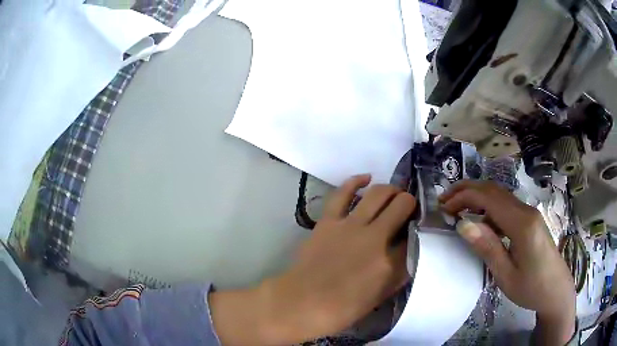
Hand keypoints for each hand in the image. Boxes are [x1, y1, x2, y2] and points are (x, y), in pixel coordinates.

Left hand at [210, 175, 415, 344]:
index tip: (416, 228)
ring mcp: (350, 226)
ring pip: (378, 194)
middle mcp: (375, 238)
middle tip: (408, 207)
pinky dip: (356, 181)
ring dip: (391, 190)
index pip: (414, 237)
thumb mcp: (379, 297)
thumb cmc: (341, 309)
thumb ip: (398, 273)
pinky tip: (367, 178)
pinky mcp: (329, 221)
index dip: (417, 229)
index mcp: (390, 264)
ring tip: (393, 194)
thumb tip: (407, 252)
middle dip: (409, 202)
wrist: (302, 303)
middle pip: (402, 206)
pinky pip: (343, 193)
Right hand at [440, 180, 575, 344]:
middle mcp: (526, 211)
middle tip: (444, 201)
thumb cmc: (531, 288)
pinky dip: (488, 208)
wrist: (556, 290)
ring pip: (500, 195)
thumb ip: (487, 247)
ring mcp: (529, 213)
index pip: (488, 198)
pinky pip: (507, 206)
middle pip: (494, 190)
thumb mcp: (505, 275)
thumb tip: (463, 224)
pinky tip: (481, 222)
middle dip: (467, 190)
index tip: (443, 208)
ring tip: (457, 209)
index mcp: (521, 224)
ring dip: (477, 197)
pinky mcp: (530, 220)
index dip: (463, 197)